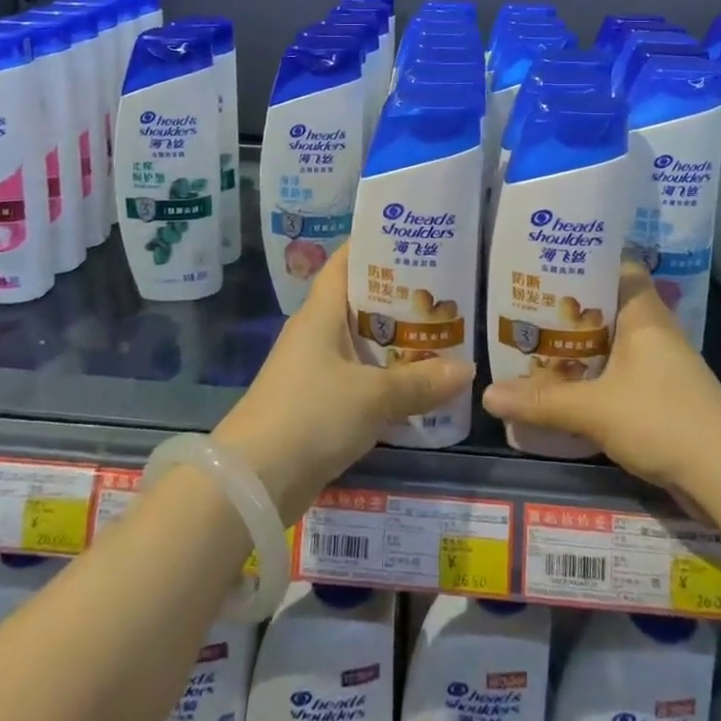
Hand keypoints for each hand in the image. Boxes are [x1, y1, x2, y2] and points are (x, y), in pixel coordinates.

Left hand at [214, 243, 472, 519]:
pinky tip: (417, 387)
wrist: (252, 483)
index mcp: (321, 312)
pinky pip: (358, 379)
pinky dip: (384, 379)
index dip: (375, 244)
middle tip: (444, 291)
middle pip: (360, 302)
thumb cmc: (311, 415)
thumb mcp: (373, 396)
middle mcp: (316, 333)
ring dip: (395, 342)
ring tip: (441, 335)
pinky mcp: (317, 404)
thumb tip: (467, 369)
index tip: (414, 238)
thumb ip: (421, 382)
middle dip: (399, 297)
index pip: (346, 261)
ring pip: (362, 343)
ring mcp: (314, 369)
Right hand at [482, 260, 720, 499]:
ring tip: (535, 342)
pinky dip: (594, 374)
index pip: (615, 263)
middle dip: (569, 306)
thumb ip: (542, 401)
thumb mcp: (594, 409)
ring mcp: (660, 363)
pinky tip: (565, 386)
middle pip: (607, 304)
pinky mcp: (662, 395)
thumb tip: (487, 395)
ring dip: (581, 345)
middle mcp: (653, 328)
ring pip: (612, 341)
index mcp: (642, 312)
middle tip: (525, 303)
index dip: (584, 257)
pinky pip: (620, 371)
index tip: (545, 259)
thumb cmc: (662, 420)